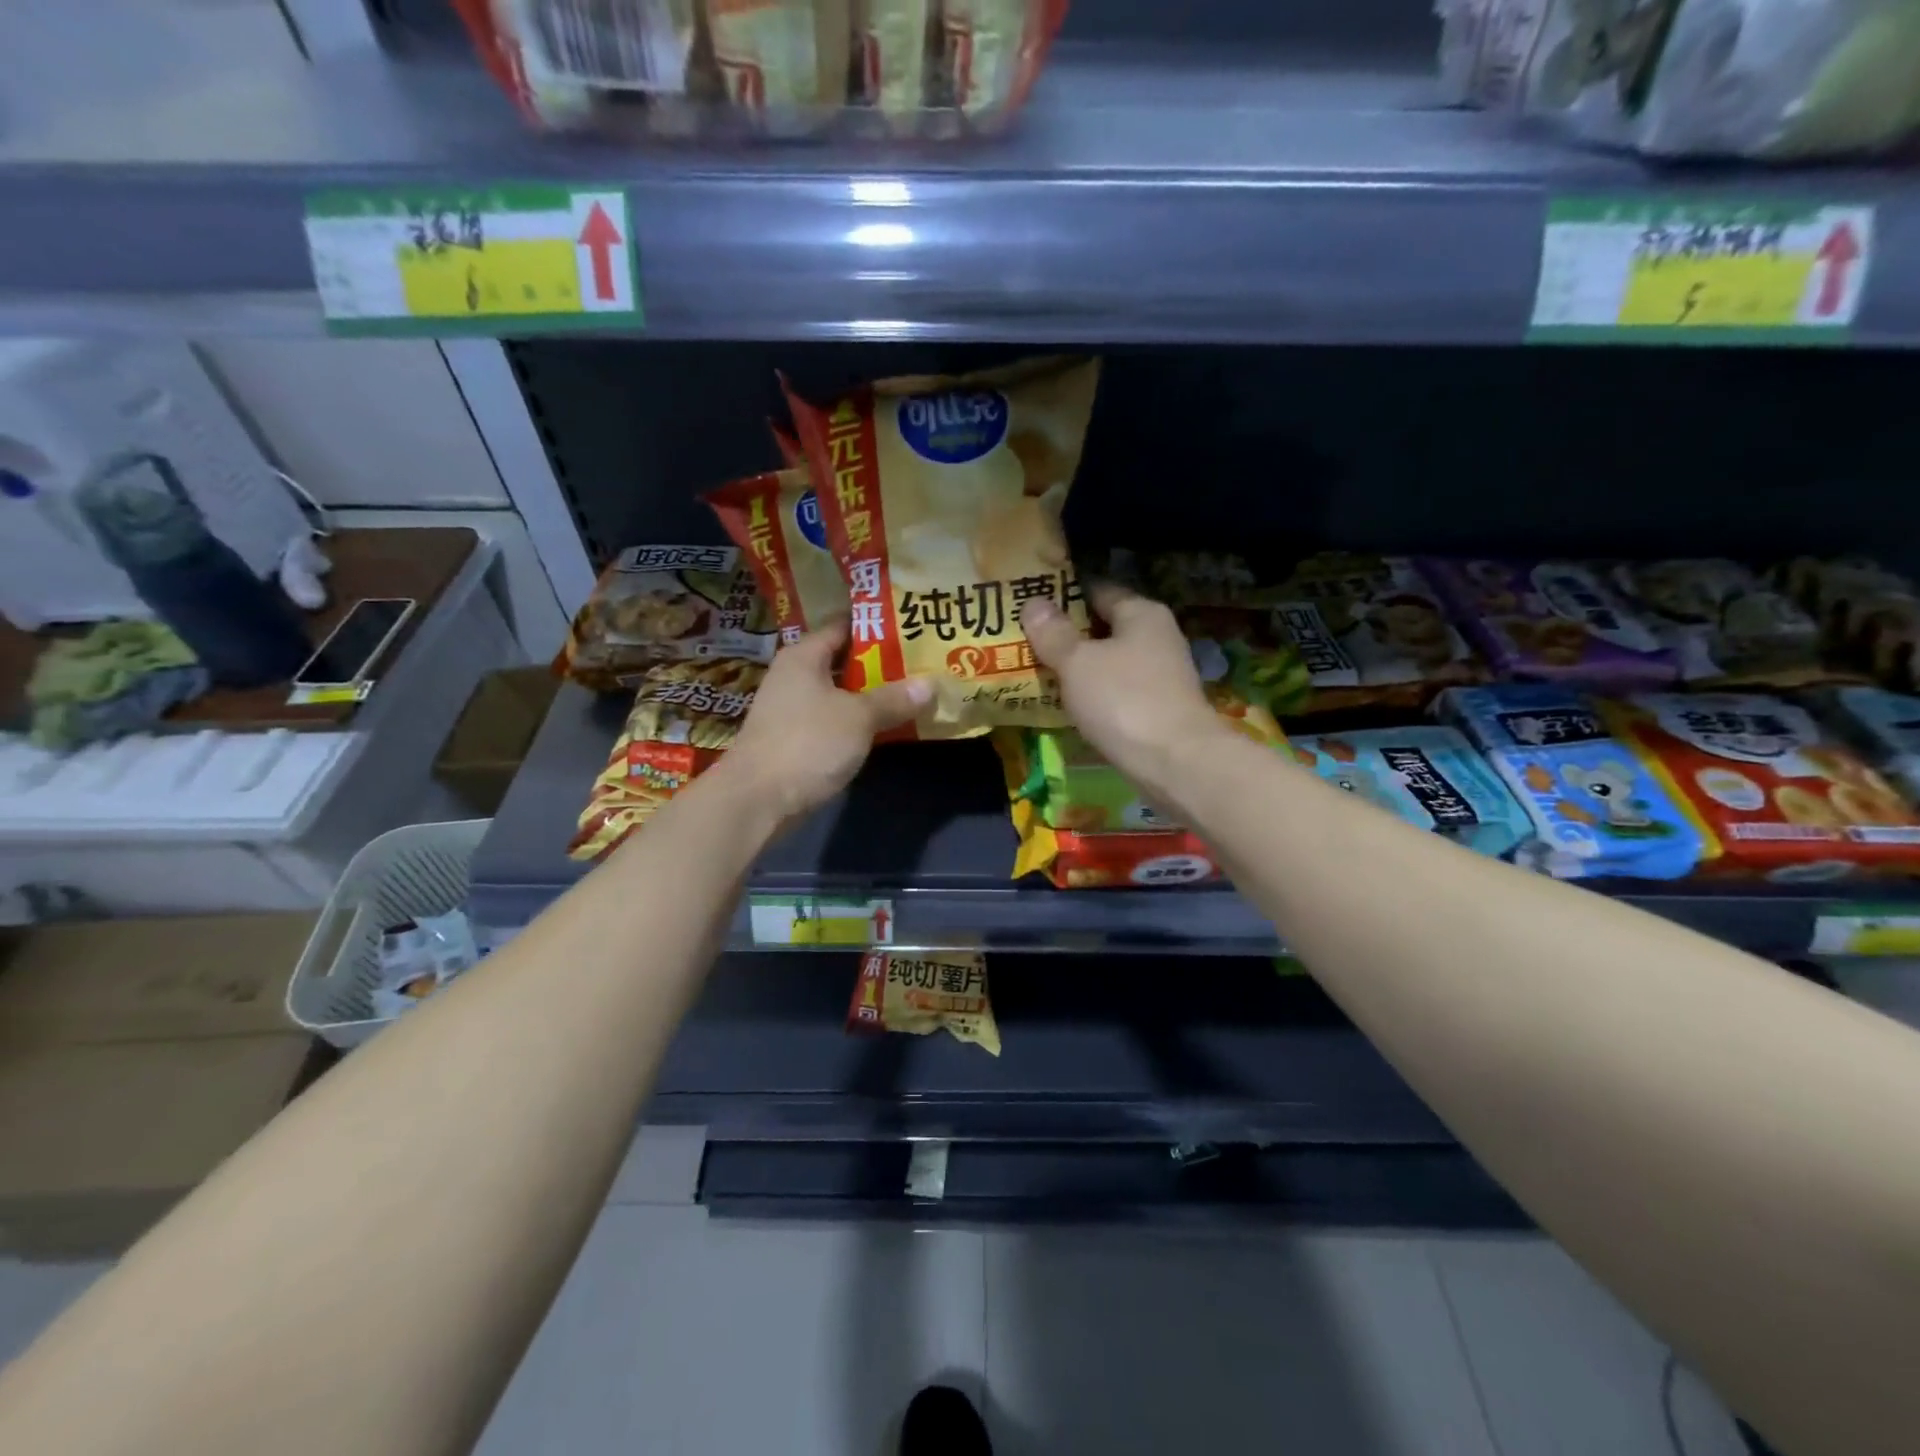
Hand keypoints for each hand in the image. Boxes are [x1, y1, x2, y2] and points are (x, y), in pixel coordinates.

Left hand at [724, 620, 931, 830]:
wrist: (757, 800)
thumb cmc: (807, 743)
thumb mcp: (859, 718)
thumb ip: (894, 699)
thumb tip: (931, 683)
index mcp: (804, 656)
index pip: (843, 626)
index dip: (876, 625)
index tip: (910, 626)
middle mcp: (794, 675)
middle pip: (843, 660)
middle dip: (880, 663)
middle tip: (921, 662)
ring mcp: (791, 709)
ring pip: (840, 693)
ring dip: (871, 695)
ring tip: (912, 692)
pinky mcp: (794, 739)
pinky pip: (833, 719)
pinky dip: (857, 720)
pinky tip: (885, 726)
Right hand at [1022, 584, 1227, 801]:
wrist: (1175, 763)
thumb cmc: (1124, 700)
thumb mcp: (1078, 663)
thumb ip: (1054, 633)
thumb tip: (1033, 602)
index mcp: (1141, 613)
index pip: (1098, 590)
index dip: (1064, 595)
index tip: (1031, 604)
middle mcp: (1157, 637)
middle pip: (1105, 628)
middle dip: (1069, 635)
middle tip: (1025, 642)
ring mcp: (1161, 676)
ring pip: (1110, 663)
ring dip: (1080, 669)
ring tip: (1038, 674)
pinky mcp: (1158, 709)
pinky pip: (1117, 693)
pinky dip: (1094, 696)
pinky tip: (1068, 706)